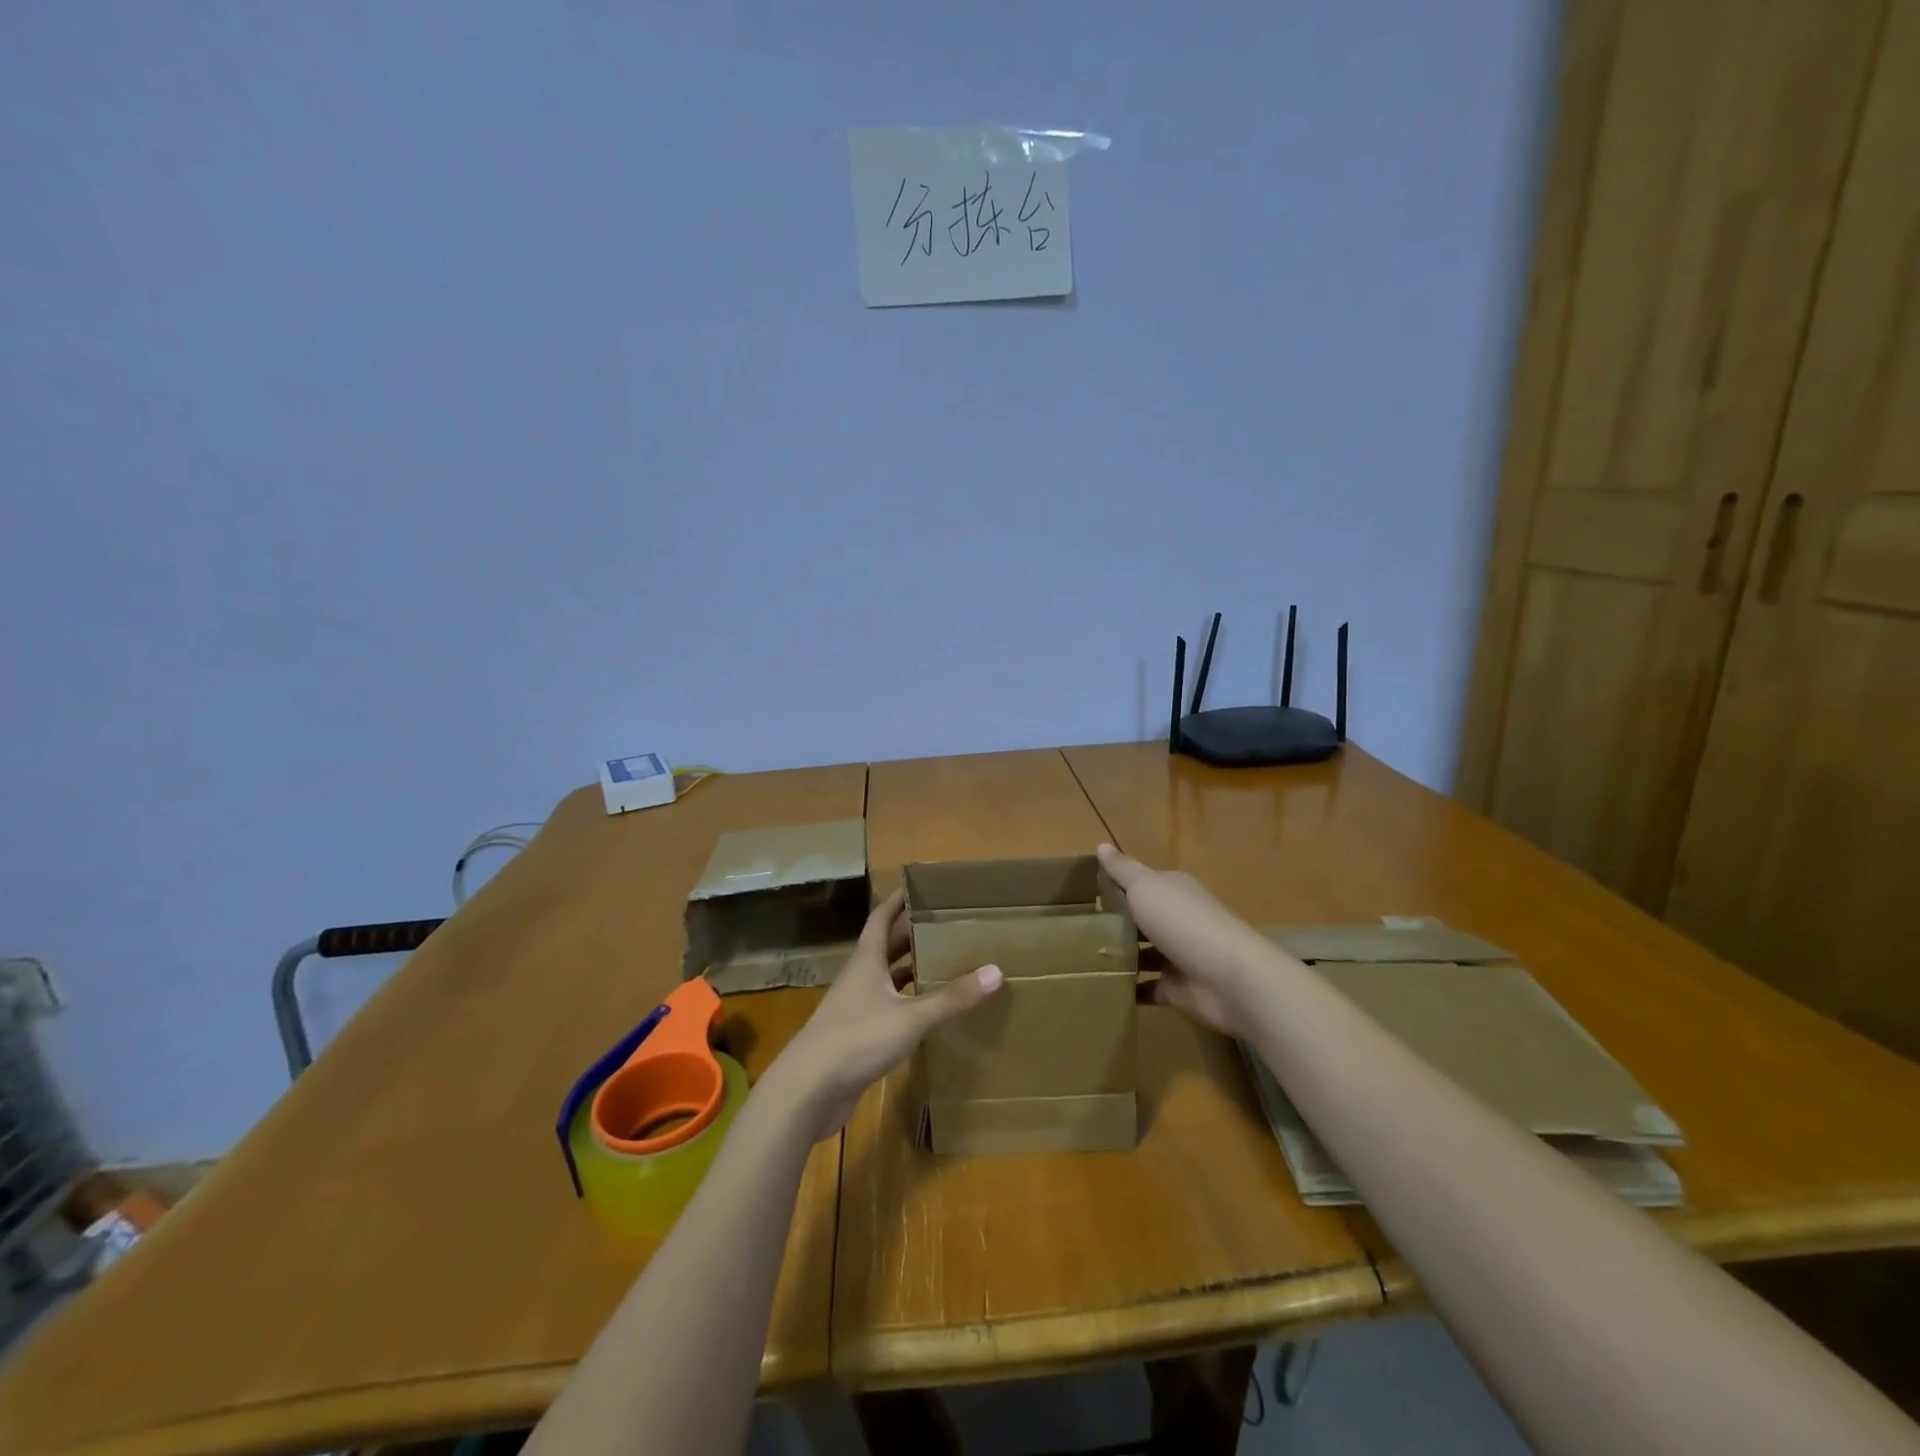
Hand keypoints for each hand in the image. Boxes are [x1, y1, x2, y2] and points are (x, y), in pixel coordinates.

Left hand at [765, 887, 1002, 1141]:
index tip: (919, 888)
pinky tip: (928, 1013)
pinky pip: (887, 1009)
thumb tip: (995, 971)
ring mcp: (856, 1008)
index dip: (897, 901)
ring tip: (944, 964)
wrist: (809, 1090)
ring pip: (887, 980)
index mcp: (867, 961)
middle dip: (912, 935)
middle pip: (886, 948)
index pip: (881, 919)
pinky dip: (907, 1005)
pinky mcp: (857, 1037)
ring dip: (910, 970)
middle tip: (945, 925)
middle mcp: (860, 978)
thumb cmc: (857, 1039)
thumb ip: (952, 998)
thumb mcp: (911, 1017)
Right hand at [1097, 843, 1270, 1039]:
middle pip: (1139, 919)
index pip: (1139, 884)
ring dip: (1117, 957)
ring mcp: (1177, 956)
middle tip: (1071, 930)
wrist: (1228, 978)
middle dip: (1111, 924)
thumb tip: (1101, 844)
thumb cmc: (1182, 921)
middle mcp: (1177, 920)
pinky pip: (1146, 988)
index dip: (1112, 887)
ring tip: (1078, 960)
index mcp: (1172, 891)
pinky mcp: (1177, 989)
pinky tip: (1099, 987)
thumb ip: (1122, 870)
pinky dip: (1128, 989)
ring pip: (1141, 954)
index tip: (1079, 895)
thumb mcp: (1145, 886)